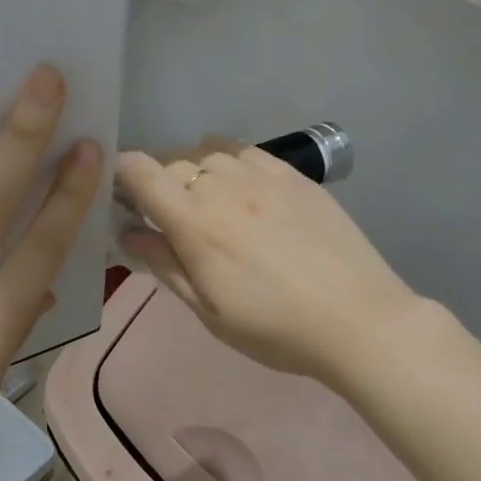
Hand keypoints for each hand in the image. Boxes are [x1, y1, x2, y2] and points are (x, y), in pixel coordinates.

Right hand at [113, 145, 420, 388]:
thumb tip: (128, 234)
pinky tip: (242, 189)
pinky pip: (248, 152)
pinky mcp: (295, 176)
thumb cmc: (276, 328)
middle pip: (173, 163)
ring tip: (208, 204)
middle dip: (159, 184)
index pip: (141, 172)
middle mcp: (224, 186)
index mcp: (196, 223)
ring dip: (196, 173)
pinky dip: (231, 163)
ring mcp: (263, 176)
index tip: (122, 199)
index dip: (121, 176)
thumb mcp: (209, 311)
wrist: (359, 319)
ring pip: (210, 154)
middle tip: (167, 218)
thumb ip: (166, 266)